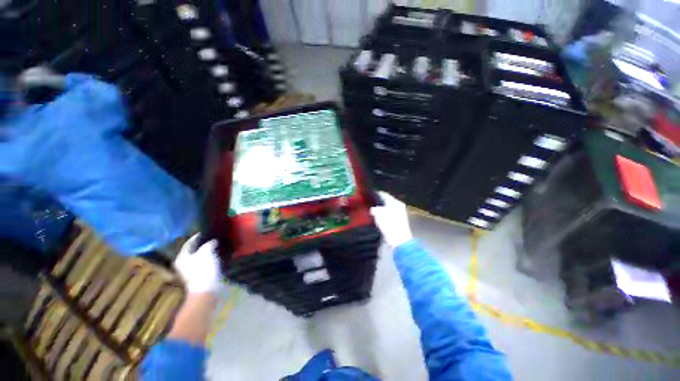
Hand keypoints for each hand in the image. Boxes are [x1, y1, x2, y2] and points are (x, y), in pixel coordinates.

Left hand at [174, 234, 221, 293]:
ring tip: (215, 246)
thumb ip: (208, 244)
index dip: (196, 237)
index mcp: (181, 257)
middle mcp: (182, 264)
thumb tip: (212, 241)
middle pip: (192, 251)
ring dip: (205, 252)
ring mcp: (189, 271)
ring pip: (198, 257)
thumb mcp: (206, 252)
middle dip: (201, 245)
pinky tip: (215, 256)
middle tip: (209, 238)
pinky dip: (208, 259)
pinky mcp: (198, 276)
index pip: (188, 244)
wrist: (207, 288)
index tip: (203, 232)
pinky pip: (203, 263)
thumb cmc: (203, 269)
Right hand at [370, 192, 412, 247]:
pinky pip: (388, 215)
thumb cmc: (389, 224)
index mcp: (395, 202)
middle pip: (385, 201)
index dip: (375, 194)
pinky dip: (383, 216)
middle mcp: (399, 206)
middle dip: (377, 202)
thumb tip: (372, 209)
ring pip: (386, 208)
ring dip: (380, 210)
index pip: (384, 194)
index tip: (366, 195)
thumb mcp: (378, 213)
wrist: (399, 241)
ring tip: (370, 211)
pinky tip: (376, 218)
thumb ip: (374, 208)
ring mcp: (399, 214)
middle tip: (367, 203)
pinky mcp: (398, 221)